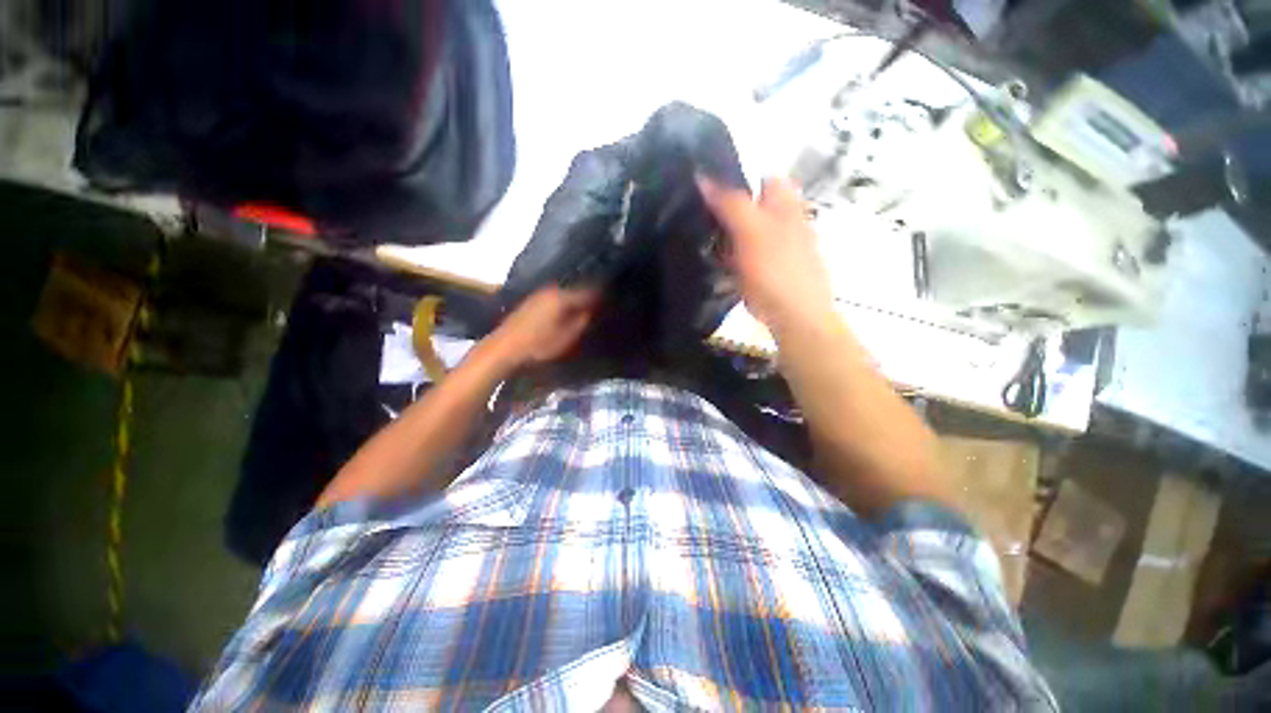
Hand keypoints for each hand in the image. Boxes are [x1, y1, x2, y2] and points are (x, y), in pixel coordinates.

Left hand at [484, 285, 600, 370]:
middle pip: (576, 290)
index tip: (609, 301)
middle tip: (598, 305)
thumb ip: (582, 321)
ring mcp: (540, 294)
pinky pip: (554, 297)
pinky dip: (563, 302)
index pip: (588, 292)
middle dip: (587, 296)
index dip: (600, 296)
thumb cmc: (538, 345)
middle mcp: (551, 290)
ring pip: (564, 293)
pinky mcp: (532, 300)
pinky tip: (565, 311)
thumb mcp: (566, 338)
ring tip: (584, 308)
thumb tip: (592, 310)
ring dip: (574, 299)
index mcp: (563, 298)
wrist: (504, 347)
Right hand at [698, 176, 835, 335]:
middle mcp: (785, 220)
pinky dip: (731, 256)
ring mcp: (777, 247)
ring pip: (745, 231)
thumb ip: (729, 203)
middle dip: (726, 209)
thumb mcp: (751, 231)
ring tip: (703, 241)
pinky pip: (744, 255)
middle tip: (700, 218)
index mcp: (784, 204)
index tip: (705, 190)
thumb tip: (703, 177)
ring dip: (726, 234)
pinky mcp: (768, 269)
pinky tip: (720, 266)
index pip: (759, 177)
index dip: (733, 178)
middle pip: (750, 205)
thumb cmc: (775, 270)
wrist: (795, 316)